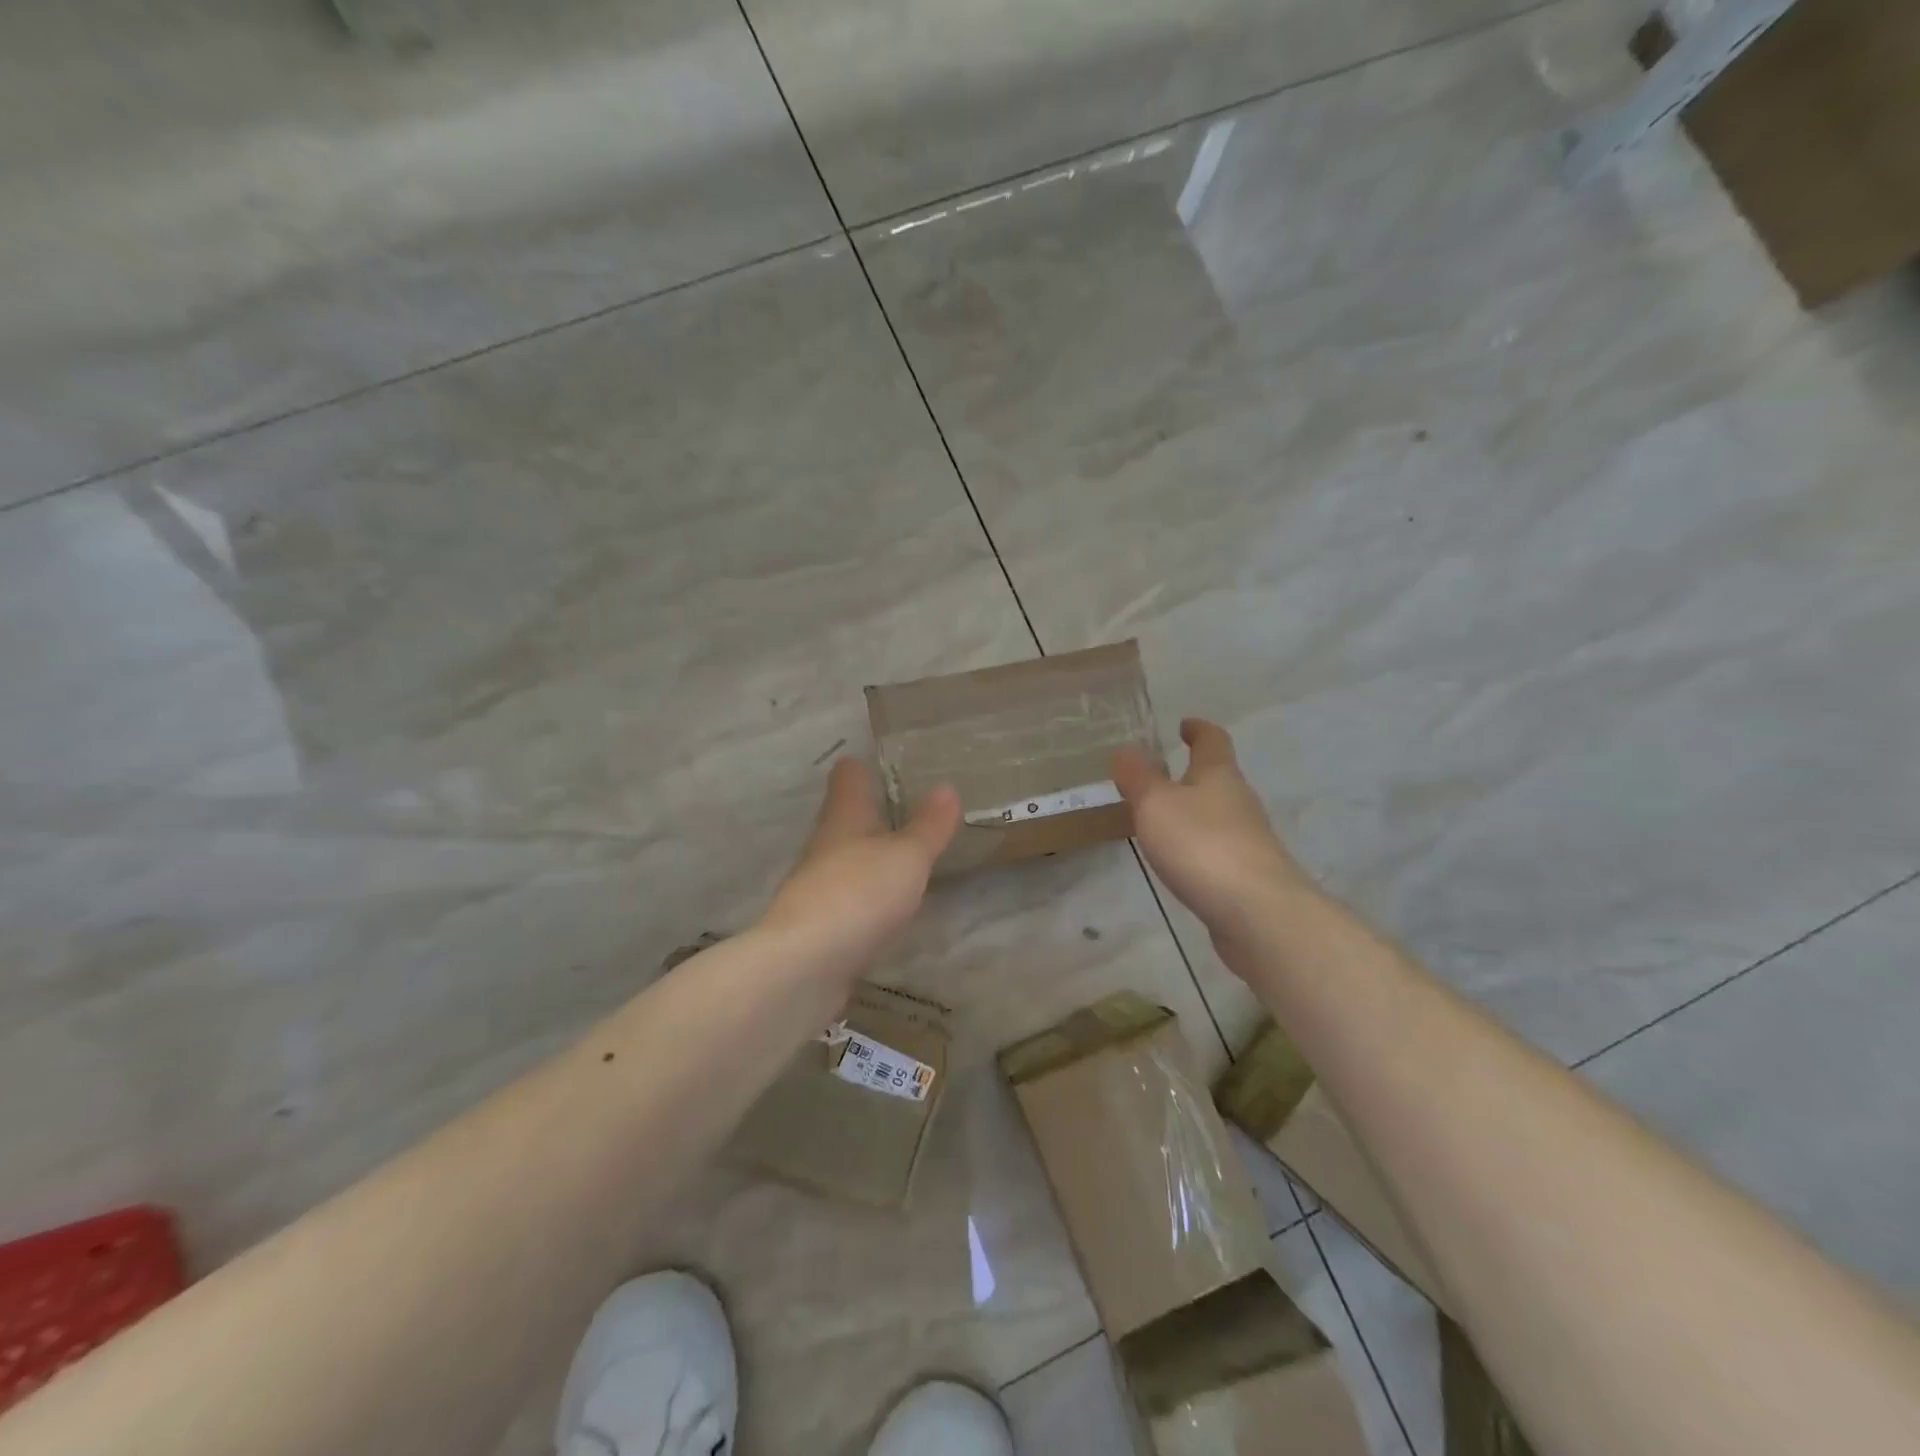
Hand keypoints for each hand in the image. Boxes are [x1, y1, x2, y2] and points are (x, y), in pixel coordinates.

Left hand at [759, 759, 960, 979]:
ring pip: (847, 857)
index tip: (888, 763)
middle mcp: (825, 844)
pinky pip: (848, 897)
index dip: (865, 766)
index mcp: (844, 816)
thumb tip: (946, 787)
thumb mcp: (907, 856)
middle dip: (873, 812)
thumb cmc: (859, 894)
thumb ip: (928, 826)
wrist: (804, 965)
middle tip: (912, 809)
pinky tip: (888, 905)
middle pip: (846, 816)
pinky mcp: (819, 924)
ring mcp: (818, 885)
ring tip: (906, 855)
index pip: (848, 775)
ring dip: (871, 855)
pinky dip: (868, 894)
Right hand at [1113, 718, 1309, 940]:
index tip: (1185, 724)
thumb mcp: (1156, 804)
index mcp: (1219, 775)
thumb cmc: (1202, 844)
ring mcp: (1248, 839)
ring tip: (1161, 820)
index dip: (1199, 729)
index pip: (1213, 740)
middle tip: (1159, 777)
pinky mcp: (1248, 874)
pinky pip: (1218, 848)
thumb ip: (1138, 777)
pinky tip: (1180, 861)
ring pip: (1218, 815)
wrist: (1257, 911)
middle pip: (1219, 778)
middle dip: (1193, 774)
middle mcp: (1240, 801)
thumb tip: (1126, 749)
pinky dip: (1198, 845)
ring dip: (1194, 812)